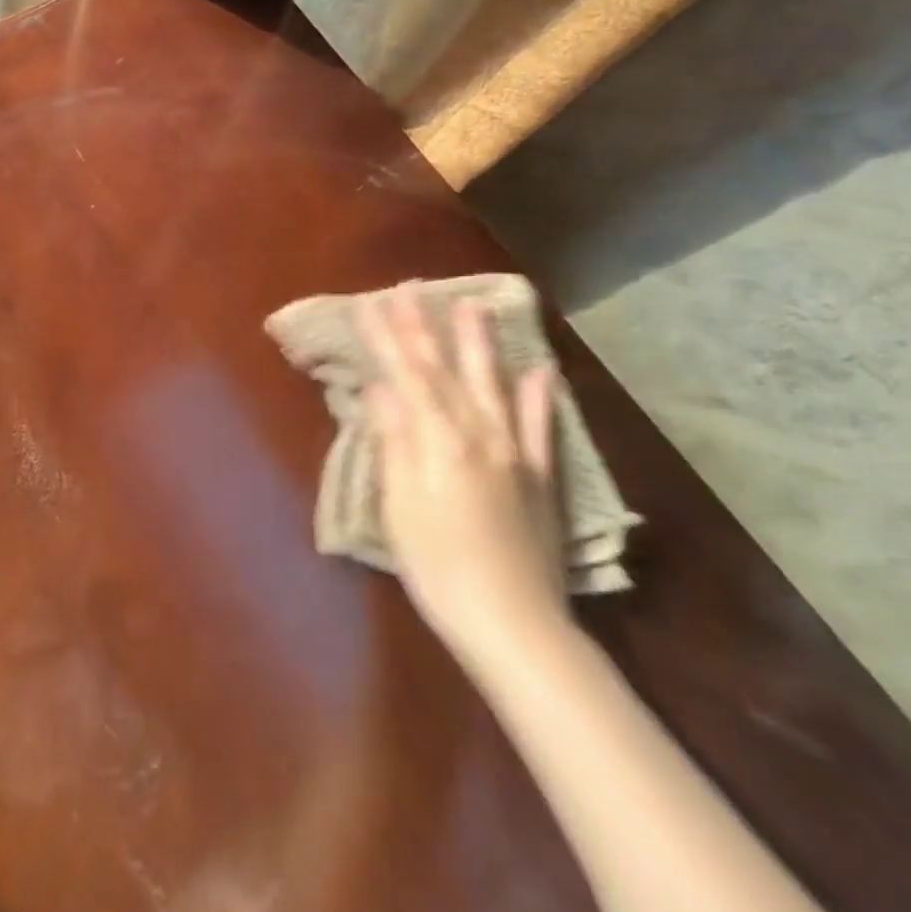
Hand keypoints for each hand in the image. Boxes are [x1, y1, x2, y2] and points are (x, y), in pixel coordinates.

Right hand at [359, 293, 568, 670]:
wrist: (512, 623)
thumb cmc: (437, 565)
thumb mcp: (399, 504)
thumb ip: (393, 440)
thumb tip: (380, 387)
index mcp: (438, 440)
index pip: (406, 374)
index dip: (386, 337)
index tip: (370, 303)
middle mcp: (478, 434)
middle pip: (445, 370)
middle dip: (423, 327)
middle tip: (410, 288)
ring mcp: (514, 453)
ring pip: (493, 385)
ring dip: (479, 343)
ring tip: (472, 304)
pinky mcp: (539, 477)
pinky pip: (540, 428)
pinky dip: (539, 397)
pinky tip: (541, 370)